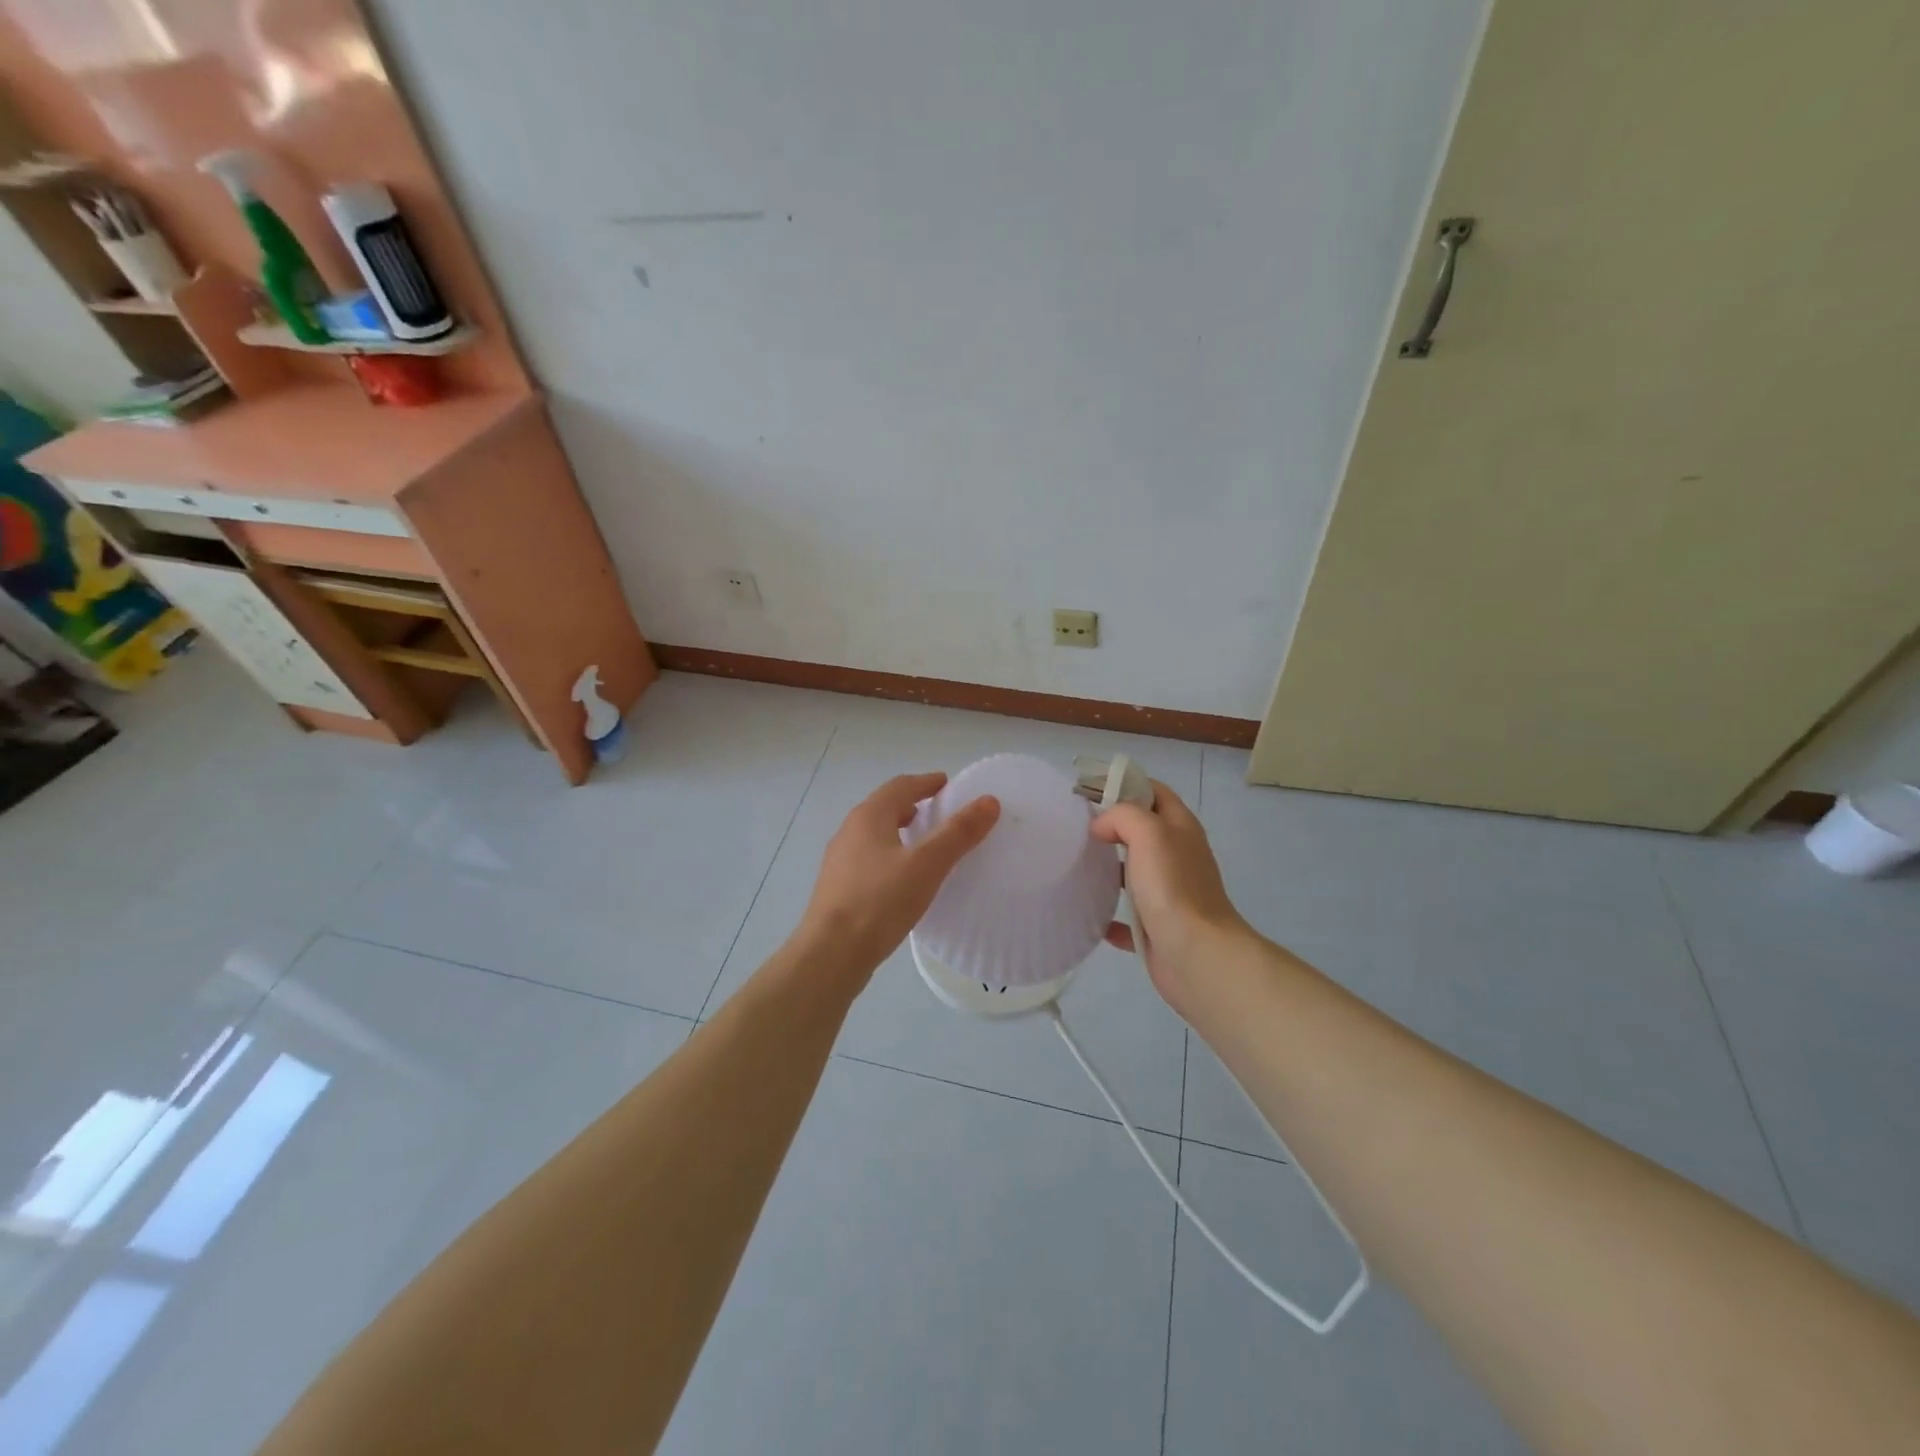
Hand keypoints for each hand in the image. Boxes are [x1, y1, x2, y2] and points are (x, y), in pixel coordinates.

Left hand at [796, 773, 1001, 981]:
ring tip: (926, 847)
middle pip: (885, 808)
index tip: (948, 785)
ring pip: (876, 836)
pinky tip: (905, 881)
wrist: (830, 955)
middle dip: (913, 806)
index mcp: (868, 817)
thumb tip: (988, 801)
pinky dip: (892, 858)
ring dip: (901, 833)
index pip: (900, 786)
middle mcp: (850, 832)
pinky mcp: (839, 889)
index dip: (926, 783)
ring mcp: (840, 862)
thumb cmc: (879, 901)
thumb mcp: (927, 864)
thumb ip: (958, 832)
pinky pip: (870, 861)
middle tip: (941, 815)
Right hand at [1092, 782, 1249, 1011]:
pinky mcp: (1159, 928)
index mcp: (1181, 829)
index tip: (1091, 792)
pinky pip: (1129, 917)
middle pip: (1143, 832)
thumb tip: (1101, 827)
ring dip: (1110, 870)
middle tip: (1077, 830)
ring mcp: (1170, 894)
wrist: (1196, 954)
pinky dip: (1111, 916)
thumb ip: (1123, 816)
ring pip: (1135, 873)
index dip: (1127, 785)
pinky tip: (1090, 916)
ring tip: (1076, 867)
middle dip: (1112, 827)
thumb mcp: (1149, 832)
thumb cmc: (1173, 887)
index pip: (1155, 792)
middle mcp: (1178, 857)